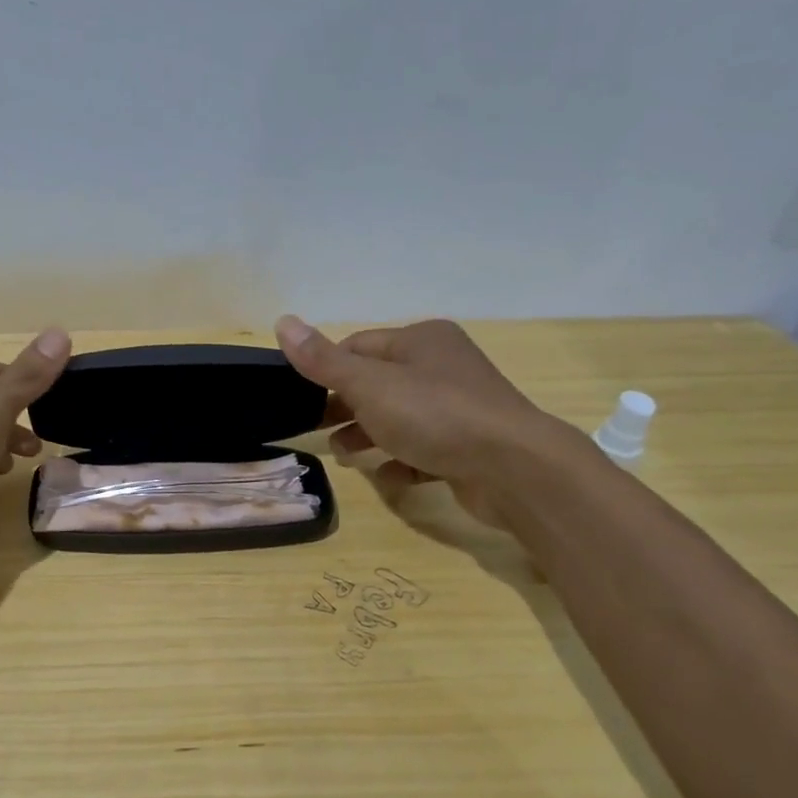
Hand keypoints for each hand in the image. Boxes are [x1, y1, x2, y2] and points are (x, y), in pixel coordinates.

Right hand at [273, 315, 563, 518]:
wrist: (515, 468)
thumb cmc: (435, 415)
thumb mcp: (369, 385)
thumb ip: (323, 360)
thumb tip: (282, 320)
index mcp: (421, 341)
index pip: (358, 346)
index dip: (327, 370)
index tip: (301, 398)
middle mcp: (443, 366)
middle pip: (379, 384)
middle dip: (346, 407)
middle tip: (316, 430)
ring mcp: (460, 407)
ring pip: (401, 418)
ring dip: (369, 436)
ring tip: (346, 457)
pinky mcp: (470, 445)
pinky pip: (426, 449)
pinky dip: (403, 461)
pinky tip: (389, 477)